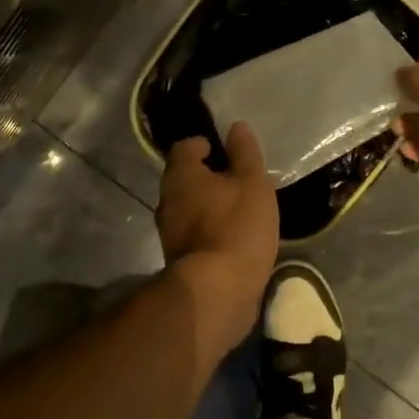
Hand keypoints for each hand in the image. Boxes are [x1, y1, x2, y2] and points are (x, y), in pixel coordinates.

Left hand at [156, 123, 279, 359]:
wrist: (217, 292)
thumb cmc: (236, 227)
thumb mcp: (252, 184)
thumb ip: (245, 154)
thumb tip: (237, 127)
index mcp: (181, 175)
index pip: (183, 147)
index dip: (201, 144)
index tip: (220, 149)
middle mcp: (167, 199)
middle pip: (182, 178)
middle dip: (203, 175)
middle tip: (233, 178)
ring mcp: (168, 232)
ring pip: (185, 206)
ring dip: (205, 204)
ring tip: (235, 207)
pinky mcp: (178, 258)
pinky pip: (192, 232)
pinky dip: (207, 228)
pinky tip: (230, 235)